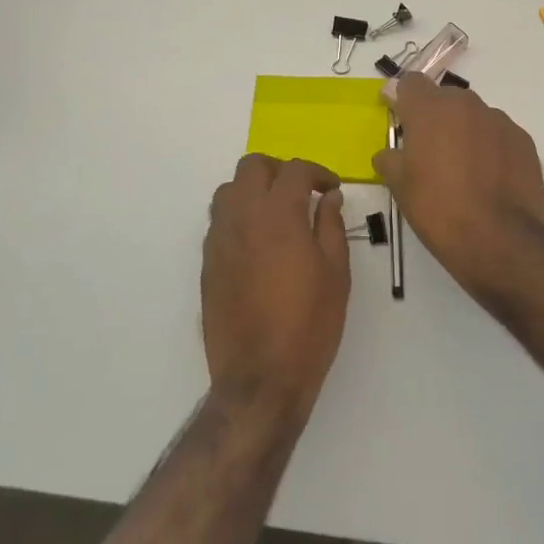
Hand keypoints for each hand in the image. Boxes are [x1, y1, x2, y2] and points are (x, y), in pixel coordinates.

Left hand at [202, 155, 350, 424]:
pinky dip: (239, 216)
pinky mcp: (208, 262)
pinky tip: (259, 243)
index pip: (295, 170)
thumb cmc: (309, 325)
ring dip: (254, 190)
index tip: (331, 189)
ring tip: (277, 214)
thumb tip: (328, 197)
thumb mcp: (336, 273)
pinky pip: (219, 220)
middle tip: (302, 193)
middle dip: (280, 171)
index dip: (317, 173)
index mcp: (279, 215)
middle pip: (253, 166)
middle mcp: (243, 217)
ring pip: (229, 189)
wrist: (260, 378)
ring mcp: (219, 239)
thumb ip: (331, 225)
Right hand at [373, 74, 543, 286]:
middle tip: (430, 152)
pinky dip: (491, 148)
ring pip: (474, 117)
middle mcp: (466, 104)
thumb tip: (389, 154)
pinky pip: (499, 135)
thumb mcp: (399, 186)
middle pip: (445, 99)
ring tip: (464, 170)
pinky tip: (489, 179)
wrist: (499, 239)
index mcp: (430, 109)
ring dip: (465, 133)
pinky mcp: (523, 140)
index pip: (411, 83)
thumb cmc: (438, 209)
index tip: (401, 120)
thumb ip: (390, 159)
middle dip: (435, 118)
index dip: (403, 99)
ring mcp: (499, 120)